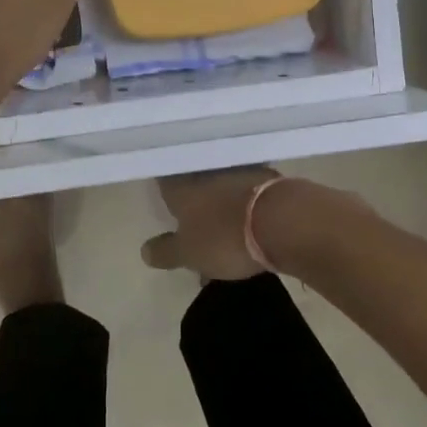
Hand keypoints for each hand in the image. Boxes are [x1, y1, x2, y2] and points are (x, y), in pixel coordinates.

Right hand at [141, 168, 279, 280]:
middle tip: (193, 224)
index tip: (164, 201)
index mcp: (181, 187)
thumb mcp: (188, 254)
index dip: (163, 190)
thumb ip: (166, 251)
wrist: (282, 220)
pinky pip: (246, 194)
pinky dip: (243, 209)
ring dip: (220, 207)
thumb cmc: (225, 237)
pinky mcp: (267, 180)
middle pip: (194, 183)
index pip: (164, 181)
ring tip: (223, 236)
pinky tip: (247, 228)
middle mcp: (206, 173)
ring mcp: (238, 172)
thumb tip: (144, 250)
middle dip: (192, 202)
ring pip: (221, 188)